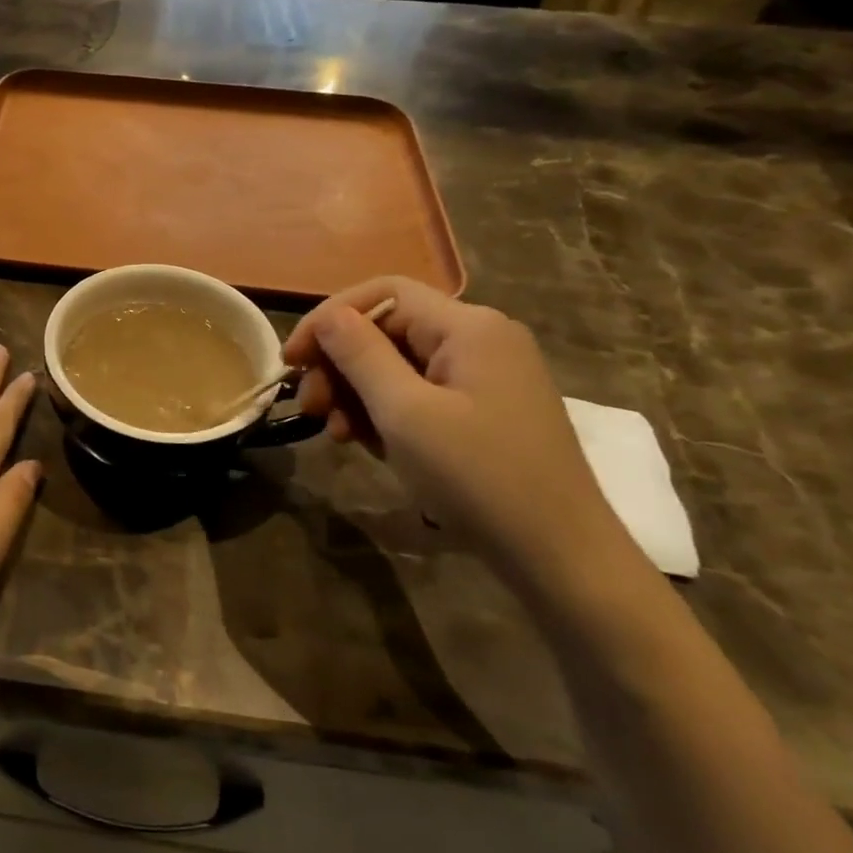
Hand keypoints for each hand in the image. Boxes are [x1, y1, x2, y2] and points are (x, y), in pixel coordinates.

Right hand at [283, 277, 634, 583]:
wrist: (561, 558)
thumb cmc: (478, 477)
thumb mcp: (405, 413)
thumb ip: (360, 354)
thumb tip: (327, 316)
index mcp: (468, 327)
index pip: (382, 294)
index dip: (328, 318)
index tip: (291, 362)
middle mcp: (480, 339)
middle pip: (388, 330)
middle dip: (340, 365)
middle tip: (311, 409)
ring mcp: (486, 377)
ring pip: (399, 365)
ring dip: (357, 393)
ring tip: (337, 435)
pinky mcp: (485, 410)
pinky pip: (420, 394)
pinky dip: (386, 412)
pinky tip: (368, 443)